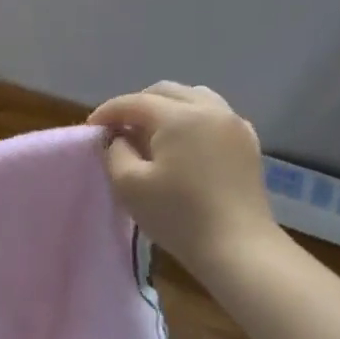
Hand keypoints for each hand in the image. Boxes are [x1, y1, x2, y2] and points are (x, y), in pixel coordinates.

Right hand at [89, 82, 282, 282]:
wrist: (237, 246)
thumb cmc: (177, 215)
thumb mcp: (129, 185)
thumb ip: (115, 153)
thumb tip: (119, 138)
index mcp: (179, 117)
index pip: (134, 102)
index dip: (108, 112)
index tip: (91, 129)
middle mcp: (210, 110)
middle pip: (166, 92)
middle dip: (137, 105)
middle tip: (119, 129)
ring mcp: (235, 124)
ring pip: (194, 98)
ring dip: (167, 108)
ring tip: (151, 133)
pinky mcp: (248, 143)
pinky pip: (215, 116)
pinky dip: (192, 120)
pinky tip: (183, 144)